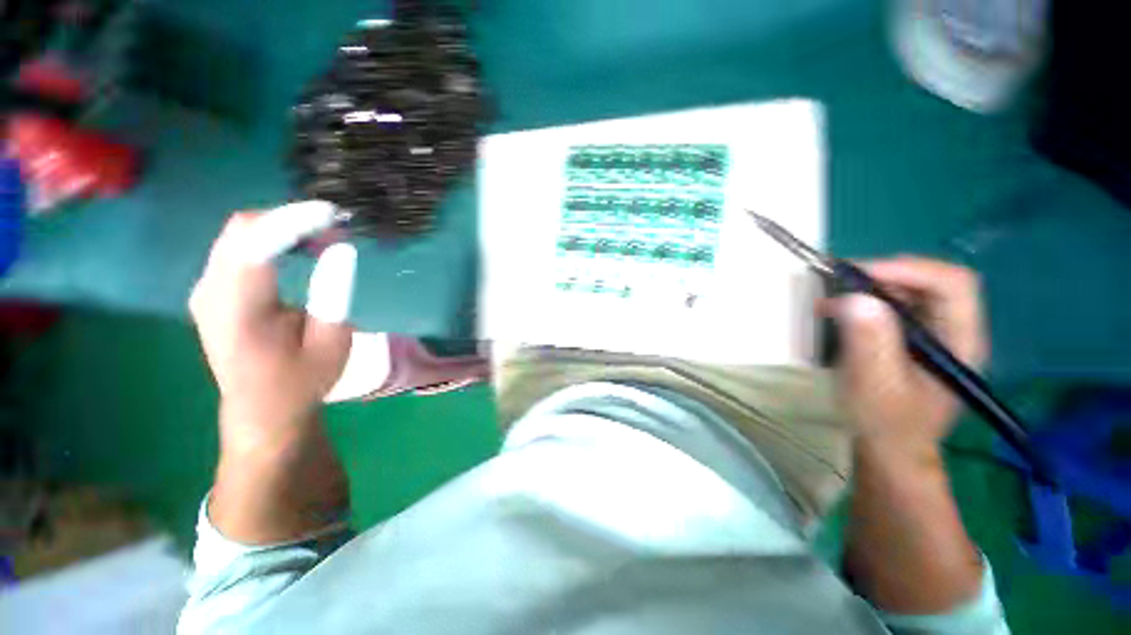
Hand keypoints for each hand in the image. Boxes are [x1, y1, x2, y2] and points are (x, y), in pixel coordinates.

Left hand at [189, 210, 355, 452]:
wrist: (264, 409)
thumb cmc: (302, 379)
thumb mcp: (331, 341)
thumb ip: (334, 292)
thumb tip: (341, 248)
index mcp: (236, 309)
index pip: (255, 244)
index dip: (294, 221)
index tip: (334, 214)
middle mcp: (210, 290)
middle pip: (243, 229)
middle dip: (292, 219)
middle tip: (336, 229)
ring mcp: (207, 288)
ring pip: (241, 233)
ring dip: (284, 227)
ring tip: (325, 237)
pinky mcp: (214, 289)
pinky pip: (240, 246)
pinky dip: (274, 238)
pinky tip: (301, 249)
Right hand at [826, 257, 986, 450]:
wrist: (888, 450)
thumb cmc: (885, 424)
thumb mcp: (875, 386)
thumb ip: (870, 343)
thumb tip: (856, 298)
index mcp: (961, 342)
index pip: (952, 284)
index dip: (908, 270)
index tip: (859, 275)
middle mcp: (954, 331)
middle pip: (930, 282)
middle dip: (883, 276)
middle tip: (839, 284)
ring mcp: (933, 335)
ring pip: (909, 291)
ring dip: (870, 288)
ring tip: (832, 299)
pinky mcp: (911, 340)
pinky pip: (893, 307)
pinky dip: (865, 302)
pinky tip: (839, 312)